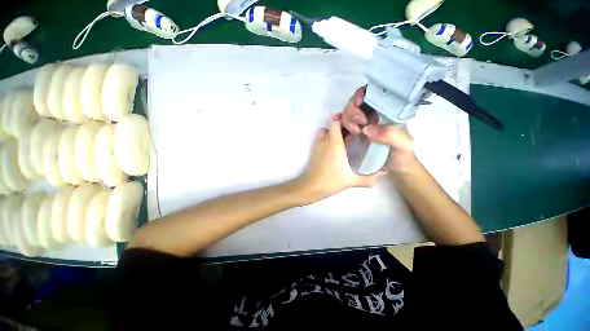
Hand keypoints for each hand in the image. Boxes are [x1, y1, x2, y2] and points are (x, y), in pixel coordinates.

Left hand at [293, 114, 386, 204]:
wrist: (312, 186)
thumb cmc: (332, 181)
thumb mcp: (352, 180)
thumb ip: (369, 178)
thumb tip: (385, 173)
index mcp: (335, 143)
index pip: (335, 122)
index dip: (343, 119)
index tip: (354, 122)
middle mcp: (325, 140)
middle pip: (331, 125)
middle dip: (341, 125)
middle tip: (352, 131)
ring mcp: (318, 145)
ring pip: (325, 131)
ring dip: (332, 131)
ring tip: (342, 138)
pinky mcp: (314, 150)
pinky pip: (320, 138)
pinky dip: (326, 137)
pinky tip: (334, 147)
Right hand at [342, 87, 416, 171]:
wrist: (395, 169)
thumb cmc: (403, 155)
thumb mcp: (403, 145)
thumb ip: (391, 135)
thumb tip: (367, 129)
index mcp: (387, 112)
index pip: (373, 94)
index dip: (362, 94)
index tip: (358, 103)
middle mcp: (373, 115)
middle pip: (356, 103)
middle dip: (353, 112)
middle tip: (359, 125)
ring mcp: (363, 124)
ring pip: (348, 113)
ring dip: (347, 120)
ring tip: (355, 132)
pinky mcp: (356, 133)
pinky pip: (344, 125)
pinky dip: (339, 124)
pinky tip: (339, 128)